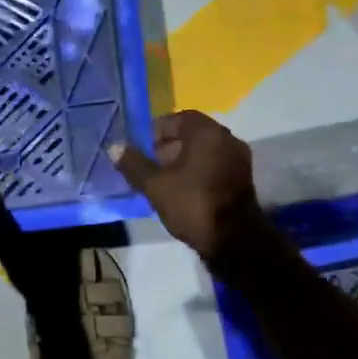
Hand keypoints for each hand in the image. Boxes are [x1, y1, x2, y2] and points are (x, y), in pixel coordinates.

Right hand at [110, 111, 269, 267]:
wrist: (234, 240)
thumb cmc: (193, 204)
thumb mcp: (155, 185)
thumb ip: (133, 164)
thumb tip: (115, 147)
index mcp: (208, 133)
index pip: (180, 118)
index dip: (157, 130)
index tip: (141, 146)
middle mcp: (228, 140)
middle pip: (193, 135)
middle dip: (167, 147)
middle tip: (148, 165)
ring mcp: (238, 161)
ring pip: (203, 153)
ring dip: (181, 161)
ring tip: (160, 181)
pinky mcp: (242, 181)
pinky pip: (213, 166)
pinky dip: (196, 172)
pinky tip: (180, 191)